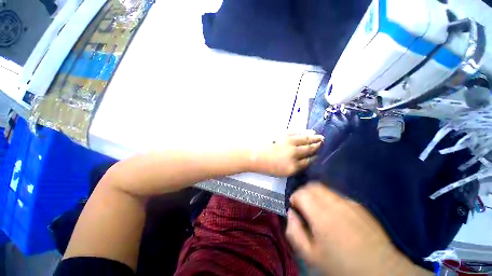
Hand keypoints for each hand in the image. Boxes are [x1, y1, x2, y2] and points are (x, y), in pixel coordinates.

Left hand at [251, 133, 323, 176]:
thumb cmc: (265, 166)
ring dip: (313, 138)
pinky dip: (303, 132)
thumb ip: (293, 167)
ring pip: (305, 140)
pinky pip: (296, 133)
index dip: (315, 158)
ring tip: (320, 136)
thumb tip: (302, 162)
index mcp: (293, 166)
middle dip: (317, 146)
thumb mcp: (281, 172)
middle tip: (324, 142)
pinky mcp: (283, 135)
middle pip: (308, 149)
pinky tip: (308, 131)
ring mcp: (289, 143)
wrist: (253, 155)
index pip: (308, 162)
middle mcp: (293, 154)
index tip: (320, 155)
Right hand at [286, 183, 431, 275]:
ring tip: (318, 212)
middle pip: (313, 186)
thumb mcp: (310, 257)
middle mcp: (335, 204)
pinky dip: (329, 200)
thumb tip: (291, 213)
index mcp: (322, 216)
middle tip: (304, 207)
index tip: (295, 208)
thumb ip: (294, 232)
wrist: (380, 271)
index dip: (294, 197)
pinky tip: (335, 216)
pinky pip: (337, 196)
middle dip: (304, 193)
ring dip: (316, 195)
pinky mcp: (359, 205)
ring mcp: (349, 203)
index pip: (301, 193)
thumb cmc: (341, 267)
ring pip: (325, 189)